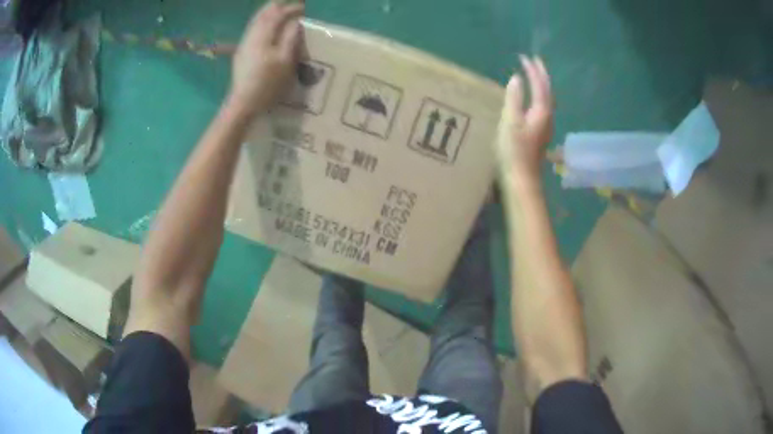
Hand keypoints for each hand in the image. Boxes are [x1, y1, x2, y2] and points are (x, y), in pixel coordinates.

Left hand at [228, 1, 303, 115]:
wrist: (243, 102)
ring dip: (267, 14)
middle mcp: (251, 36)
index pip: (277, 15)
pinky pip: (252, 30)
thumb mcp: (285, 60)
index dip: (291, 9)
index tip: (303, 7)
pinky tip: (265, 27)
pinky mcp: (241, 54)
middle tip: (288, 3)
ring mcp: (244, 45)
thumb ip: (291, 38)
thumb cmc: (268, 83)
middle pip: (263, 15)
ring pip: (255, 22)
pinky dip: (261, 23)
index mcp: (263, 36)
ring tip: (278, 10)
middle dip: (276, 6)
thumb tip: (296, 22)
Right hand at [496, 56, 553, 190]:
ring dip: (542, 84)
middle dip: (541, 74)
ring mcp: (546, 125)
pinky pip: (543, 106)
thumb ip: (514, 98)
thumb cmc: (514, 150)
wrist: (522, 177)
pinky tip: (533, 97)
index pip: (539, 84)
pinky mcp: (542, 132)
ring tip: (535, 74)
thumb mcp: (510, 121)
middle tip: (534, 61)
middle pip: (548, 90)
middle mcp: (548, 116)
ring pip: (547, 98)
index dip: (532, 70)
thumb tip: (517, 79)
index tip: (524, 57)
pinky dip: (539, 95)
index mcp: (541, 111)